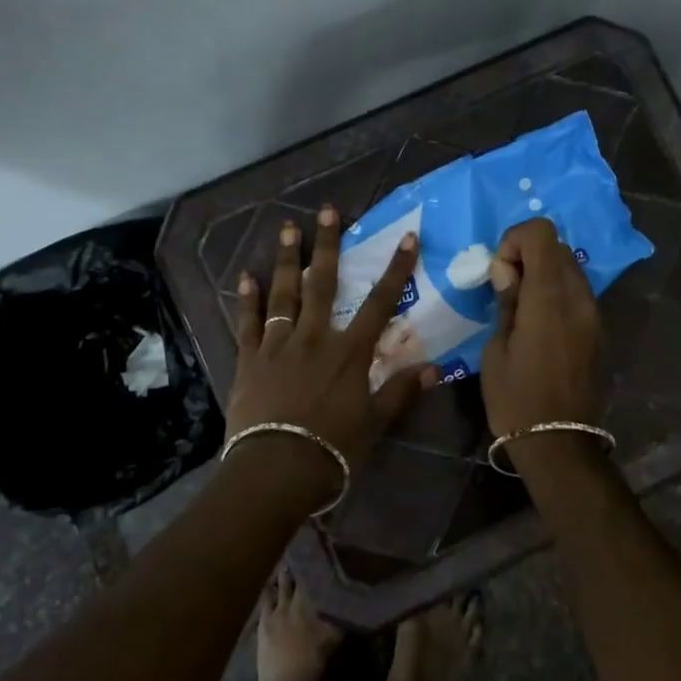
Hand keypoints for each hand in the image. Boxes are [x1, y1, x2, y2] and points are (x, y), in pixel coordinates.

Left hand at [227, 206, 437, 470]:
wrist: (275, 470)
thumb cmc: (332, 449)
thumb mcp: (375, 424)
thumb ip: (401, 392)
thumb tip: (436, 369)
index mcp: (349, 352)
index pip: (379, 303)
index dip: (396, 270)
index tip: (407, 239)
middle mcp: (314, 338)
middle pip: (322, 284)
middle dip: (327, 245)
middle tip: (328, 210)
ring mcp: (278, 346)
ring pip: (283, 294)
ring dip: (286, 260)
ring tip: (287, 229)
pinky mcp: (250, 360)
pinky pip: (248, 324)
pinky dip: (246, 300)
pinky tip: (244, 277)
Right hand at [480, 217, 602, 432]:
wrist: (559, 443)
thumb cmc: (515, 398)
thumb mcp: (496, 349)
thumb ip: (506, 301)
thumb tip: (507, 270)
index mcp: (549, 297)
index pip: (542, 233)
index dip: (515, 240)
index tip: (499, 270)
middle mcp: (579, 298)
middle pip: (558, 247)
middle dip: (527, 255)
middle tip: (505, 288)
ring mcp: (594, 314)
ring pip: (570, 269)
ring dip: (544, 274)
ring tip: (521, 308)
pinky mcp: (599, 331)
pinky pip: (578, 294)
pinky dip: (557, 293)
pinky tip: (539, 325)